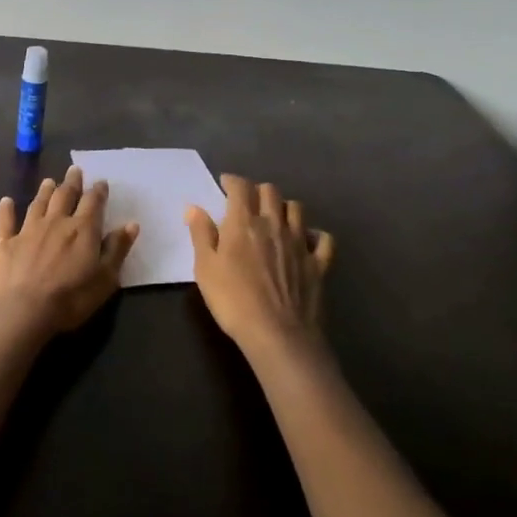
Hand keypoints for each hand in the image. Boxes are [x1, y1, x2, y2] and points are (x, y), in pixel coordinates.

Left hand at [0, 165, 139, 336]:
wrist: (22, 311)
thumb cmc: (70, 299)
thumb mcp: (105, 279)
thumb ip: (117, 249)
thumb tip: (131, 224)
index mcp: (82, 230)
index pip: (93, 203)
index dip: (98, 191)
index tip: (101, 182)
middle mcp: (55, 222)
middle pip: (64, 196)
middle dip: (71, 183)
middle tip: (74, 170)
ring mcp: (27, 230)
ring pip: (38, 204)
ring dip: (44, 191)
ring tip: (49, 181)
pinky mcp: (4, 242)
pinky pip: (5, 221)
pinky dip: (6, 209)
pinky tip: (6, 201)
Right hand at [186, 174, 335, 356]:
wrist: (278, 335)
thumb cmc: (233, 301)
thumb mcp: (205, 268)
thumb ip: (201, 234)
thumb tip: (193, 207)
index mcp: (243, 222)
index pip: (240, 187)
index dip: (232, 181)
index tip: (225, 184)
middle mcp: (274, 224)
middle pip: (270, 191)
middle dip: (258, 191)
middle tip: (248, 202)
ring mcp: (299, 242)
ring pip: (297, 208)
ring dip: (284, 207)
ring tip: (275, 217)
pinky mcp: (318, 263)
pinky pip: (323, 239)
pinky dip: (315, 235)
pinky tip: (307, 241)